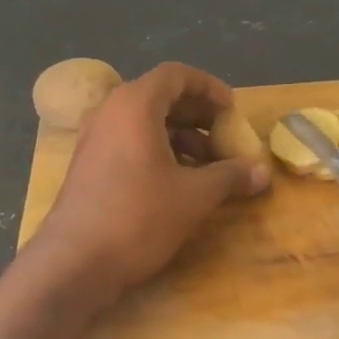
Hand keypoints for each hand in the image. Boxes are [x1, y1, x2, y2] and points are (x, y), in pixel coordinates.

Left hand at [34, 62, 270, 297]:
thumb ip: (230, 176)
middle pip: (161, 97)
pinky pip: (130, 143)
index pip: (177, 75)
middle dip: (199, 116)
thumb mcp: (194, 196)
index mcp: (135, 105)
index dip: (210, 88)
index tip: (233, 110)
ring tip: (210, 167)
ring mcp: (95, 139)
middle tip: (226, 138)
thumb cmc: (138, 217)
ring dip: (182, 138)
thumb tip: (264, 172)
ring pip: (146, 123)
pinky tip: (181, 183)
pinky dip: (159, 152)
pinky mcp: (89, 165)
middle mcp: (111, 112)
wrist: (73, 263)